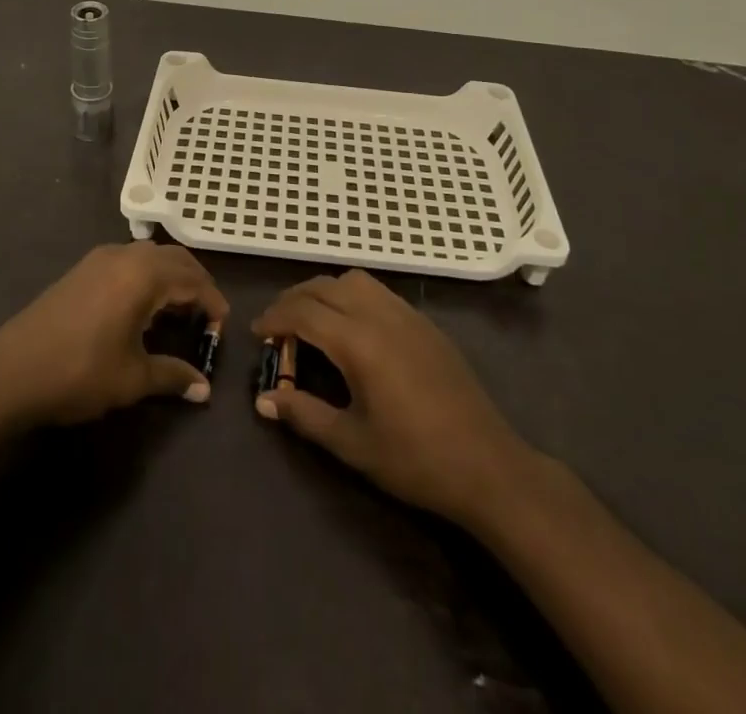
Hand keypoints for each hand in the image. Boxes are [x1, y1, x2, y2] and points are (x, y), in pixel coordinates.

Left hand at [0, 243, 228, 427]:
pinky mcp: (82, 269)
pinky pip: (128, 261)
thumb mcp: (132, 379)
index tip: (221, 327)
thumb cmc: (79, 372)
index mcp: (144, 274)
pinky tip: (141, 308)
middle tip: (205, 316)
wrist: (10, 372)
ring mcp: (100, 258)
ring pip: (150, 256)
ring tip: (176, 312)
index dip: (212, 301)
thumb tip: (204, 390)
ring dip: (170, 277)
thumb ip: (172, 376)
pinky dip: (146, 276)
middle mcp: (125, 256)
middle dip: (195, 283)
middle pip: (174, 259)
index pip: (193, 278)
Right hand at [252, 270, 530, 526]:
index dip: (275, 318)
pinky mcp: (425, 323)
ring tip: (312, 321)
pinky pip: (378, 291)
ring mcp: (407, 314)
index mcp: (359, 342)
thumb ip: (305, 415)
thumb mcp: (352, 444)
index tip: (257, 333)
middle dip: (294, 299)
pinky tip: (352, 328)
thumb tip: (264, 400)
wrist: (488, 465)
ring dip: (325, 291)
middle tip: (277, 327)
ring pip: (354, 280)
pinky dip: (353, 296)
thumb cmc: (415, 460)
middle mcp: (380, 315)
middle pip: (325, 286)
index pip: (304, 312)